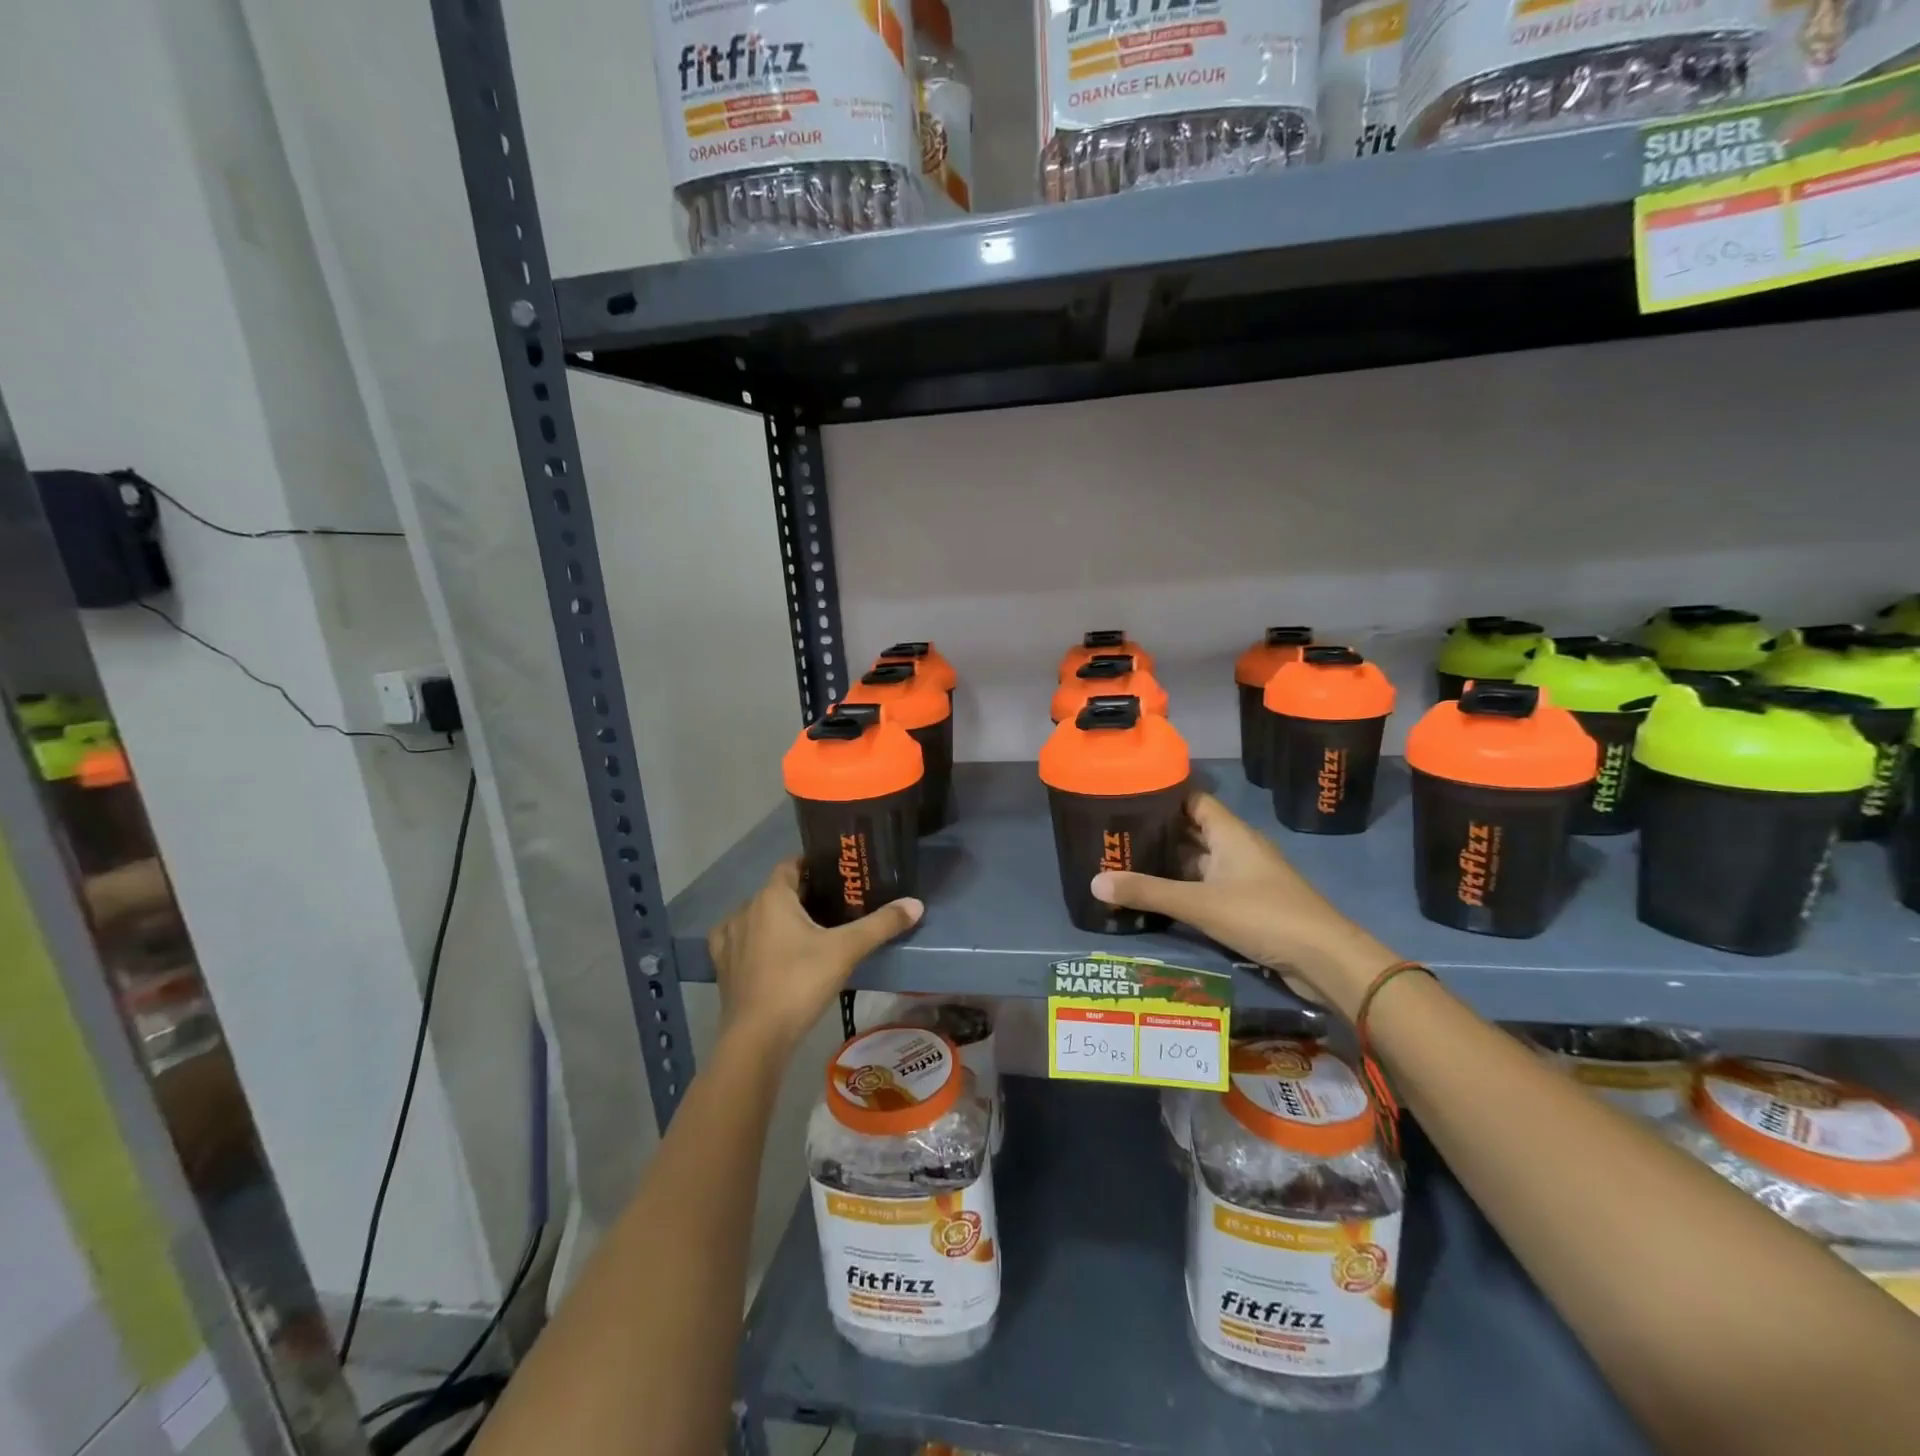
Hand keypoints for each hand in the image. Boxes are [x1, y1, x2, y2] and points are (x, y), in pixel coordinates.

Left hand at [707, 859, 922, 1056]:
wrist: (757, 1037)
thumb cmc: (800, 982)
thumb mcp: (847, 950)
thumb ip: (881, 924)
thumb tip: (916, 904)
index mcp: (772, 897)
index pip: (790, 865)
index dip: (811, 865)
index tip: (835, 874)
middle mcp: (745, 909)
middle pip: (775, 891)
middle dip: (800, 895)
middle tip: (831, 907)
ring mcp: (729, 938)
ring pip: (755, 915)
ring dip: (774, 918)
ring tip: (802, 932)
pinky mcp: (721, 966)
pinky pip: (738, 940)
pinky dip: (752, 940)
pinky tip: (766, 952)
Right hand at [1090, 793, 1396, 1017]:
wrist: (1325, 958)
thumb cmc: (1263, 915)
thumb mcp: (1199, 903)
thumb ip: (1147, 892)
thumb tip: (1094, 883)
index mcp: (1229, 832)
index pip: (1192, 799)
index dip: (1162, 795)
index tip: (1125, 797)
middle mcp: (1236, 847)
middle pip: (1191, 830)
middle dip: (1156, 832)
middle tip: (1114, 835)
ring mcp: (1244, 876)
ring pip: (1198, 861)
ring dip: (1167, 863)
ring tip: (1125, 863)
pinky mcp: (1247, 903)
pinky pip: (1207, 885)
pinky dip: (1182, 887)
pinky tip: (1156, 896)